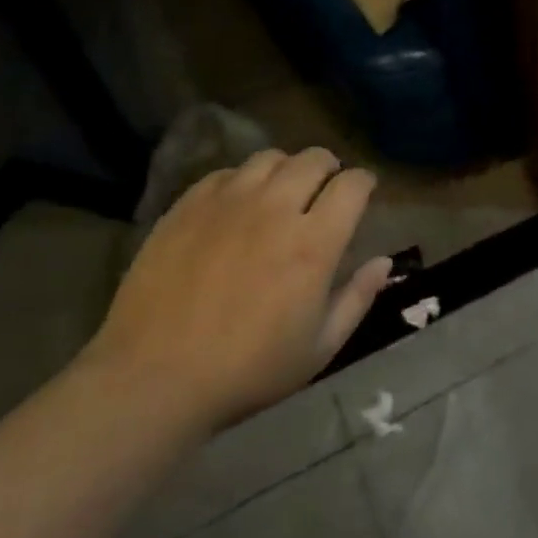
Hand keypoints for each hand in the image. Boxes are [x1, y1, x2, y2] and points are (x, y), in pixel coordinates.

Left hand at [86, 148, 392, 427]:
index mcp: (314, 244)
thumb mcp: (319, 348)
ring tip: (281, 191)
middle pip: (314, 159)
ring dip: (287, 169)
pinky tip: (237, 206)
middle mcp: (275, 209)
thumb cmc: (248, 371)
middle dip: (329, 168)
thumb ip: (358, 299)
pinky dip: (242, 180)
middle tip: (325, 190)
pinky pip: (225, 173)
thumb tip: (383, 261)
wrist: (154, 379)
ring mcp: (227, 203)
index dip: (364, 183)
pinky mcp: (187, 207)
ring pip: (270, 158)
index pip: (352, 184)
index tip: (363, 193)